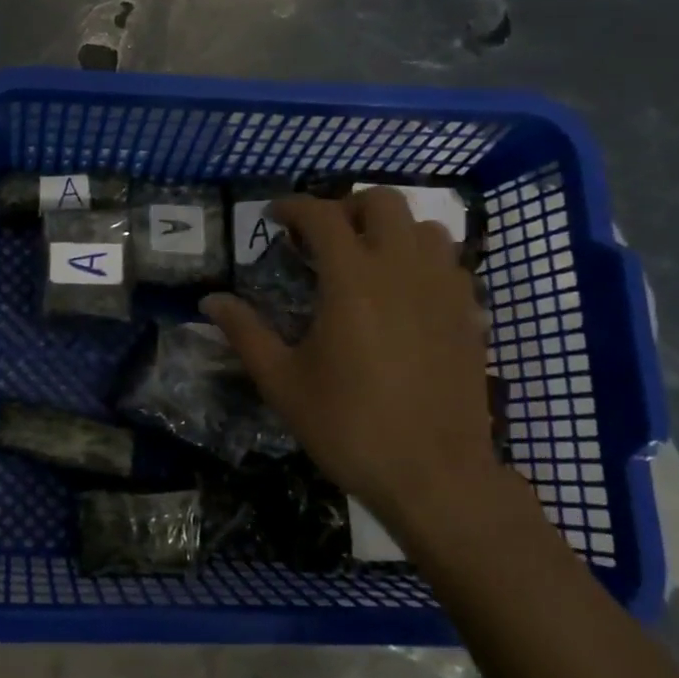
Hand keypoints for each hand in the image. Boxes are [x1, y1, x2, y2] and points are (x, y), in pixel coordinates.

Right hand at [200, 189, 494, 530]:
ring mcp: (444, 289)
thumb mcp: (282, 382)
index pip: (323, 215)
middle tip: (321, 239)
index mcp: (352, 279)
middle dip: (346, 207)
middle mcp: (402, 269)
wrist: (433, 474)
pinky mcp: (469, 314)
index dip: (294, 207)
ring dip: (390, 230)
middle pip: (383, 202)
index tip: (274, 218)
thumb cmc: (348, 426)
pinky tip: (403, 294)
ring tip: (365, 260)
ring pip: (424, 227)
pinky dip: (422, 259)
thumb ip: (245, 332)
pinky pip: (450, 262)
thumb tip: (210, 301)